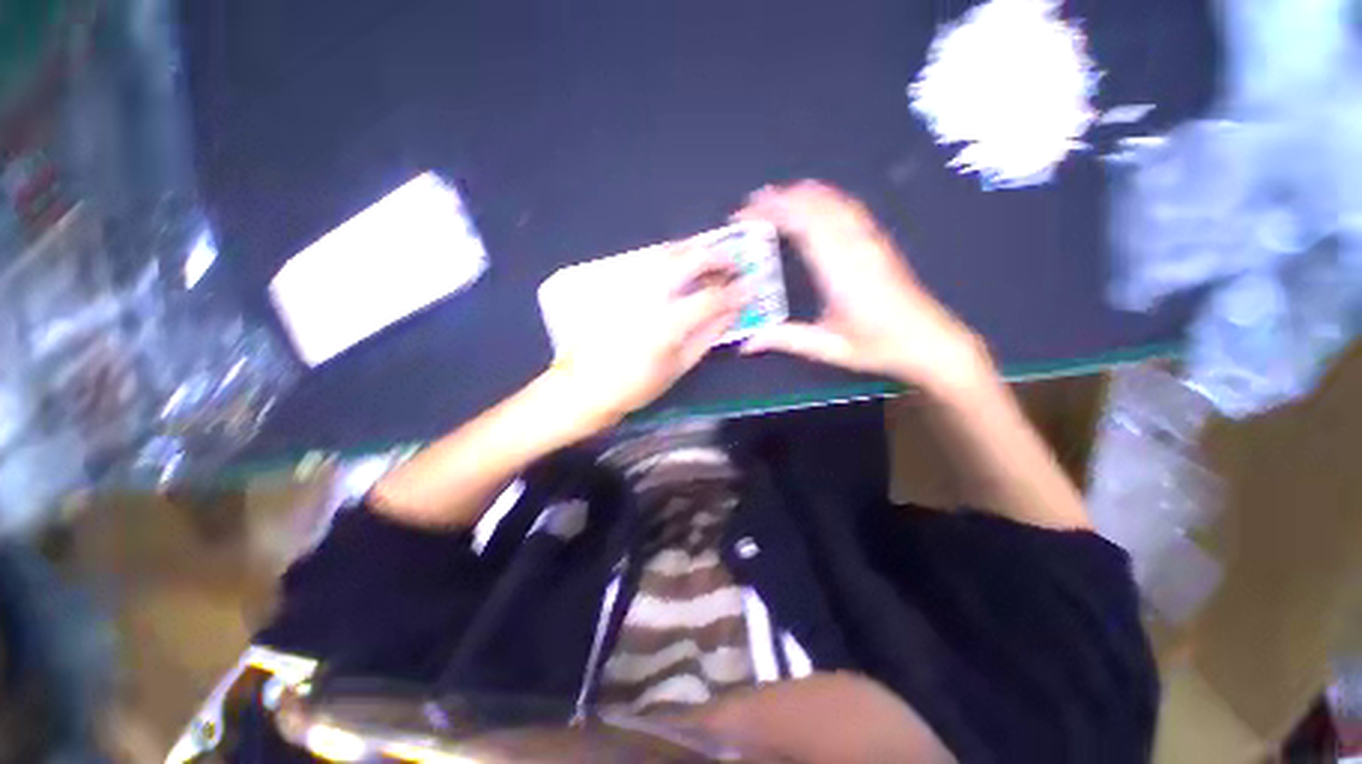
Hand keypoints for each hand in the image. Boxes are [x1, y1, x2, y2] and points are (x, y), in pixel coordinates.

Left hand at [547, 240, 745, 432]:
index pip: (711, 298)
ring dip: (693, 250)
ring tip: (709, 257)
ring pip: (666, 253)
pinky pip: (648, 261)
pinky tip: (678, 264)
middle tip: (732, 262)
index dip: (734, 292)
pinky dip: (670, 256)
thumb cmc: (636, 385)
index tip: (749, 288)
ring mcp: (631, 287)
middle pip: (688, 261)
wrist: (586, 385)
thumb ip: (707, 337)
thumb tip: (732, 313)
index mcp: (668, 323)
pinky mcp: (616, 285)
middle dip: (716, 257)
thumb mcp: (679, 367)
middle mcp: (650, 296)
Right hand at [736, 181, 988, 393]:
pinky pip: (848, 206)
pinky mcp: (878, 241)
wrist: (930, 341)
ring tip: (773, 199)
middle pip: (815, 204)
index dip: (771, 211)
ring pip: (833, 200)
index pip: (802, 223)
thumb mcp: (829, 348)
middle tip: (750, 205)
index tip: (745, 214)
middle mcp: (855, 245)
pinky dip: (823, 197)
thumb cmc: (880, 346)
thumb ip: (786, 340)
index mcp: (840, 270)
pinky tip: (812, 203)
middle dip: (779, 198)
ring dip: (801, 194)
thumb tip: (748, 342)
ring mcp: (870, 239)